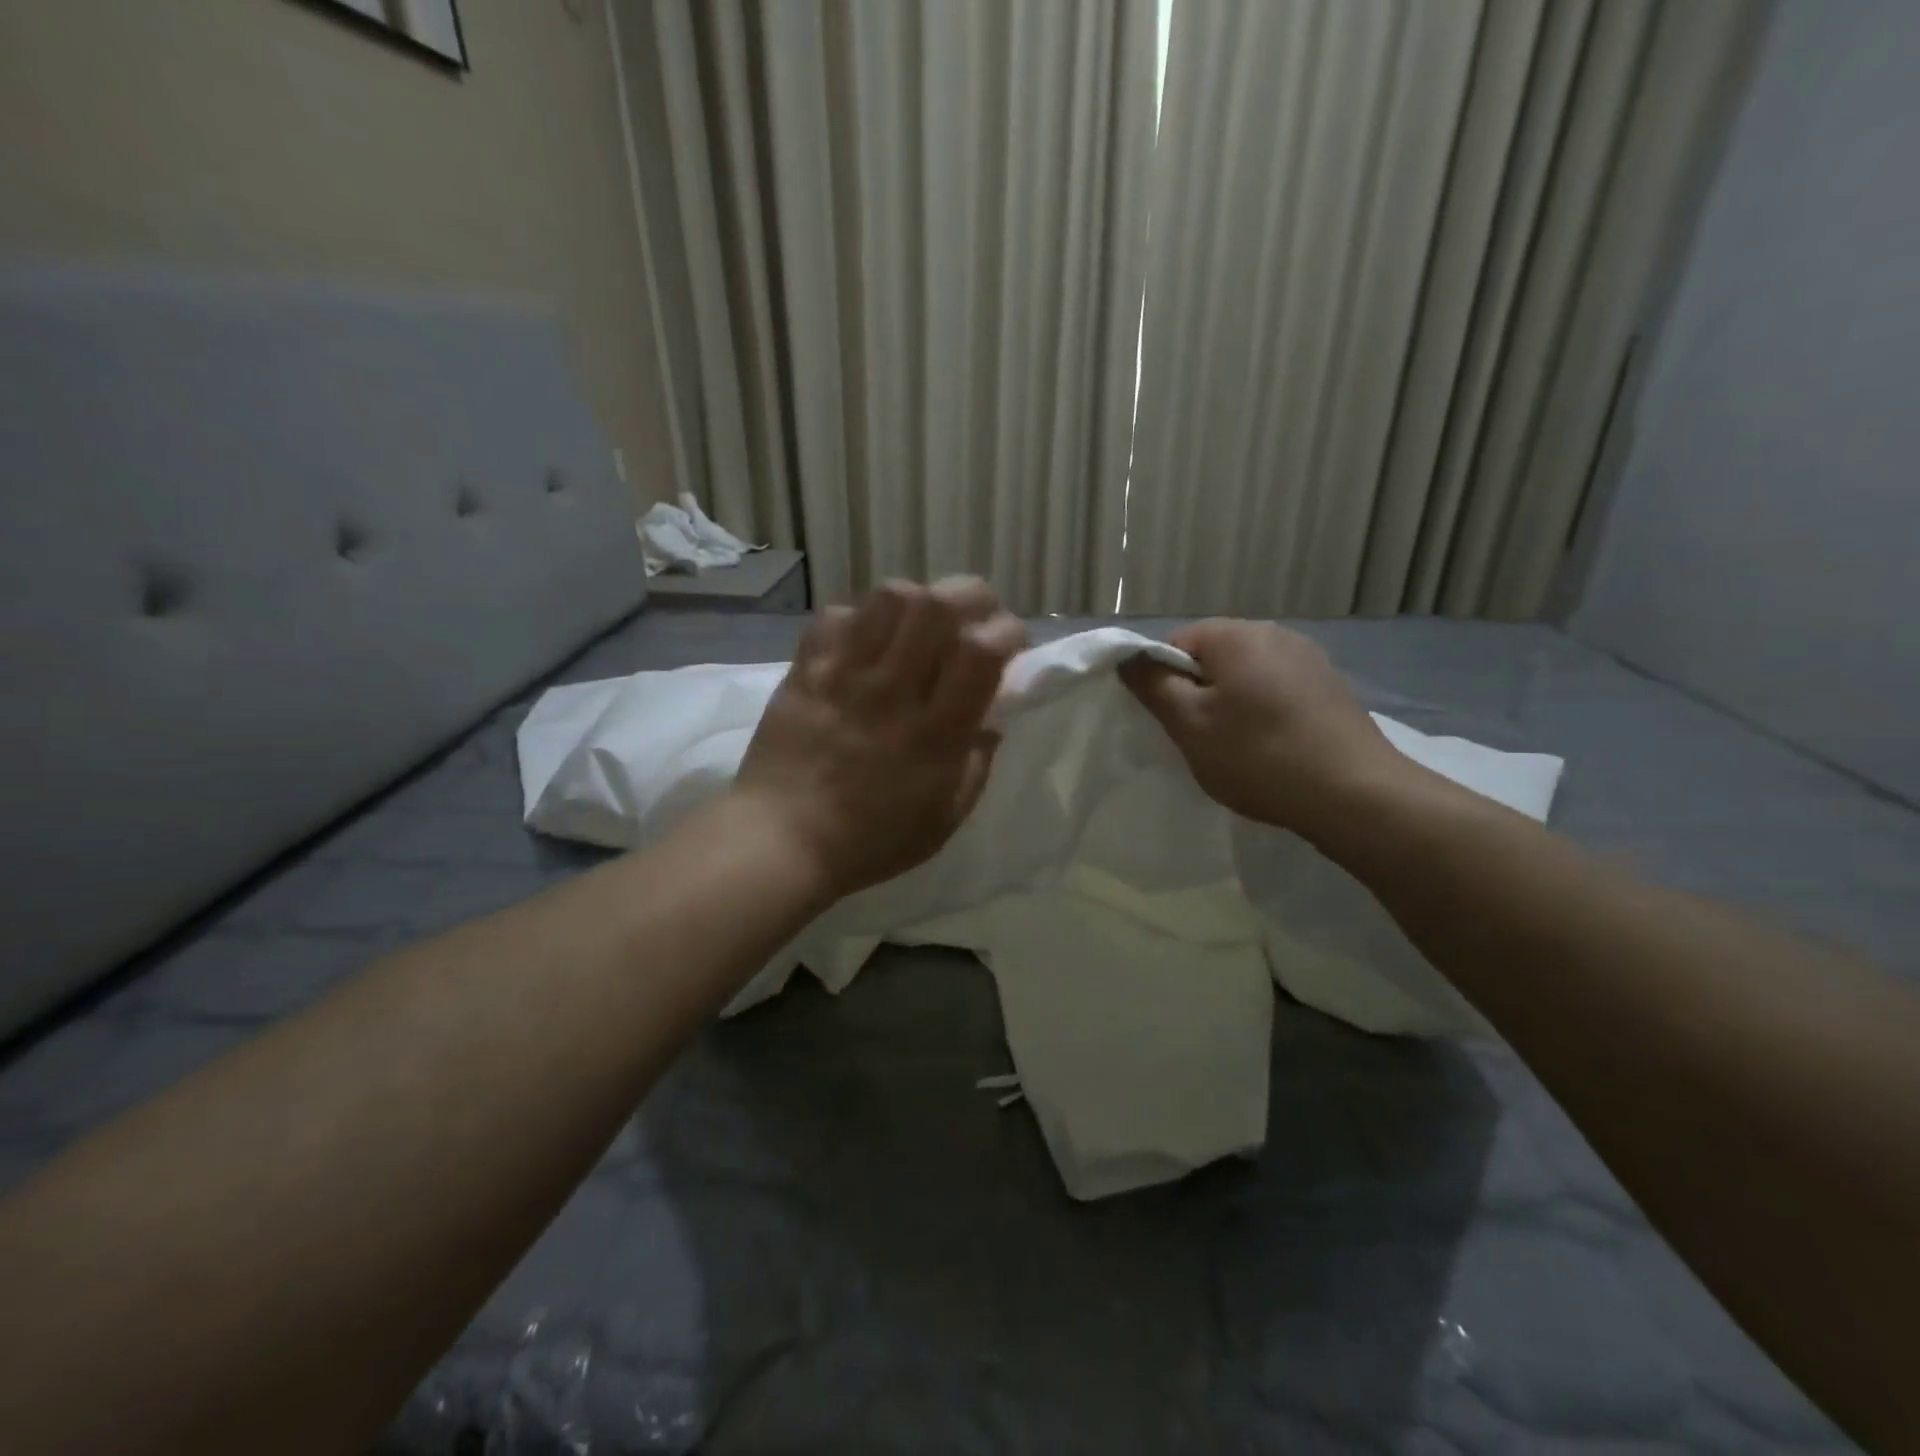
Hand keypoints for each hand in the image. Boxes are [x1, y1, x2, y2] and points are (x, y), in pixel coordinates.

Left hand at [733, 578, 1027, 900]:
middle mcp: (893, 691)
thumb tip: (992, 721)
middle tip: (973, 618)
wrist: (781, 842)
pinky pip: (834, 617)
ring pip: (888, 598)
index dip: (1005, 632)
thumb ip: (976, 765)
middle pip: (937, 605)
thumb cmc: (871, 841)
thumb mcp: (944, 819)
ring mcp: (845, 675)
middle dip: (970, 596)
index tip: (1010, 644)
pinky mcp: (806, 671)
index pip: (979, 651)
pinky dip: (858, 619)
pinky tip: (864, 642)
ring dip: (917, 600)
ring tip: (919, 625)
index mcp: (935, 733)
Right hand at [1118, 619, 1406, 838]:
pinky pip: (1277, 691)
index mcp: (1236, 634)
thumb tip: (1127, 657)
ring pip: (1245, 677)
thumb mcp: (1189, 724)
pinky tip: (1272, 749)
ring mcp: (1309, 659)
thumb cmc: (1258, 756)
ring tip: (1238, 750)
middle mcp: (1274, 633)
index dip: (1163, 683)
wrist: (1355, 795)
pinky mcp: (1330, 687)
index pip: (1174, 644)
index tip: (1171, 723)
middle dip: (1198, 694)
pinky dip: (1263, 715)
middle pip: (1212, 658)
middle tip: (1199, 740)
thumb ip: (1152, 685)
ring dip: (1231, 706)